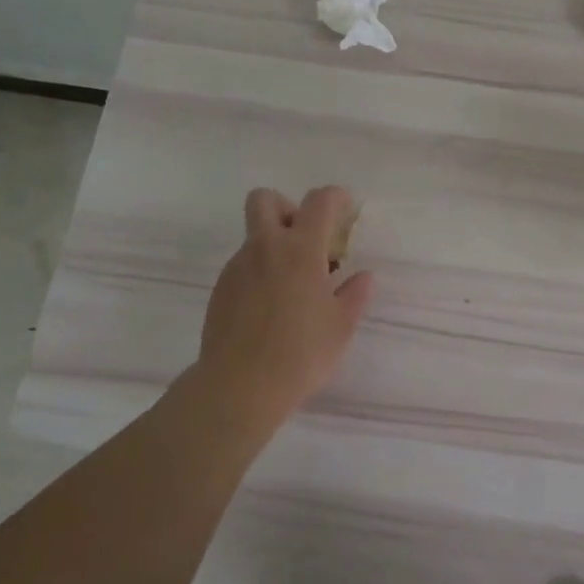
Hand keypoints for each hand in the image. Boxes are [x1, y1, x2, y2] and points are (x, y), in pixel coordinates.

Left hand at [196, 186, 373, 426]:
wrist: (239, 386)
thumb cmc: (301, 354)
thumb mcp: (341, 326)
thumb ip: (354, 295)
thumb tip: (362, 277)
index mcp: (301, 250)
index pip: (318, 201)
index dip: (335, 197)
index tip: (345, 209)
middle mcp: (265, 248)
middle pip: (265, 200)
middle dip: (287, 208)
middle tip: (306, 240)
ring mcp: (237, 267)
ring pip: (255, 237)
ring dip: (275, 246)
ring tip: (293, 287)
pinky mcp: (221, 290)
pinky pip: (243, 266)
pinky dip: (260, 273)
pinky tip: (271, 308)